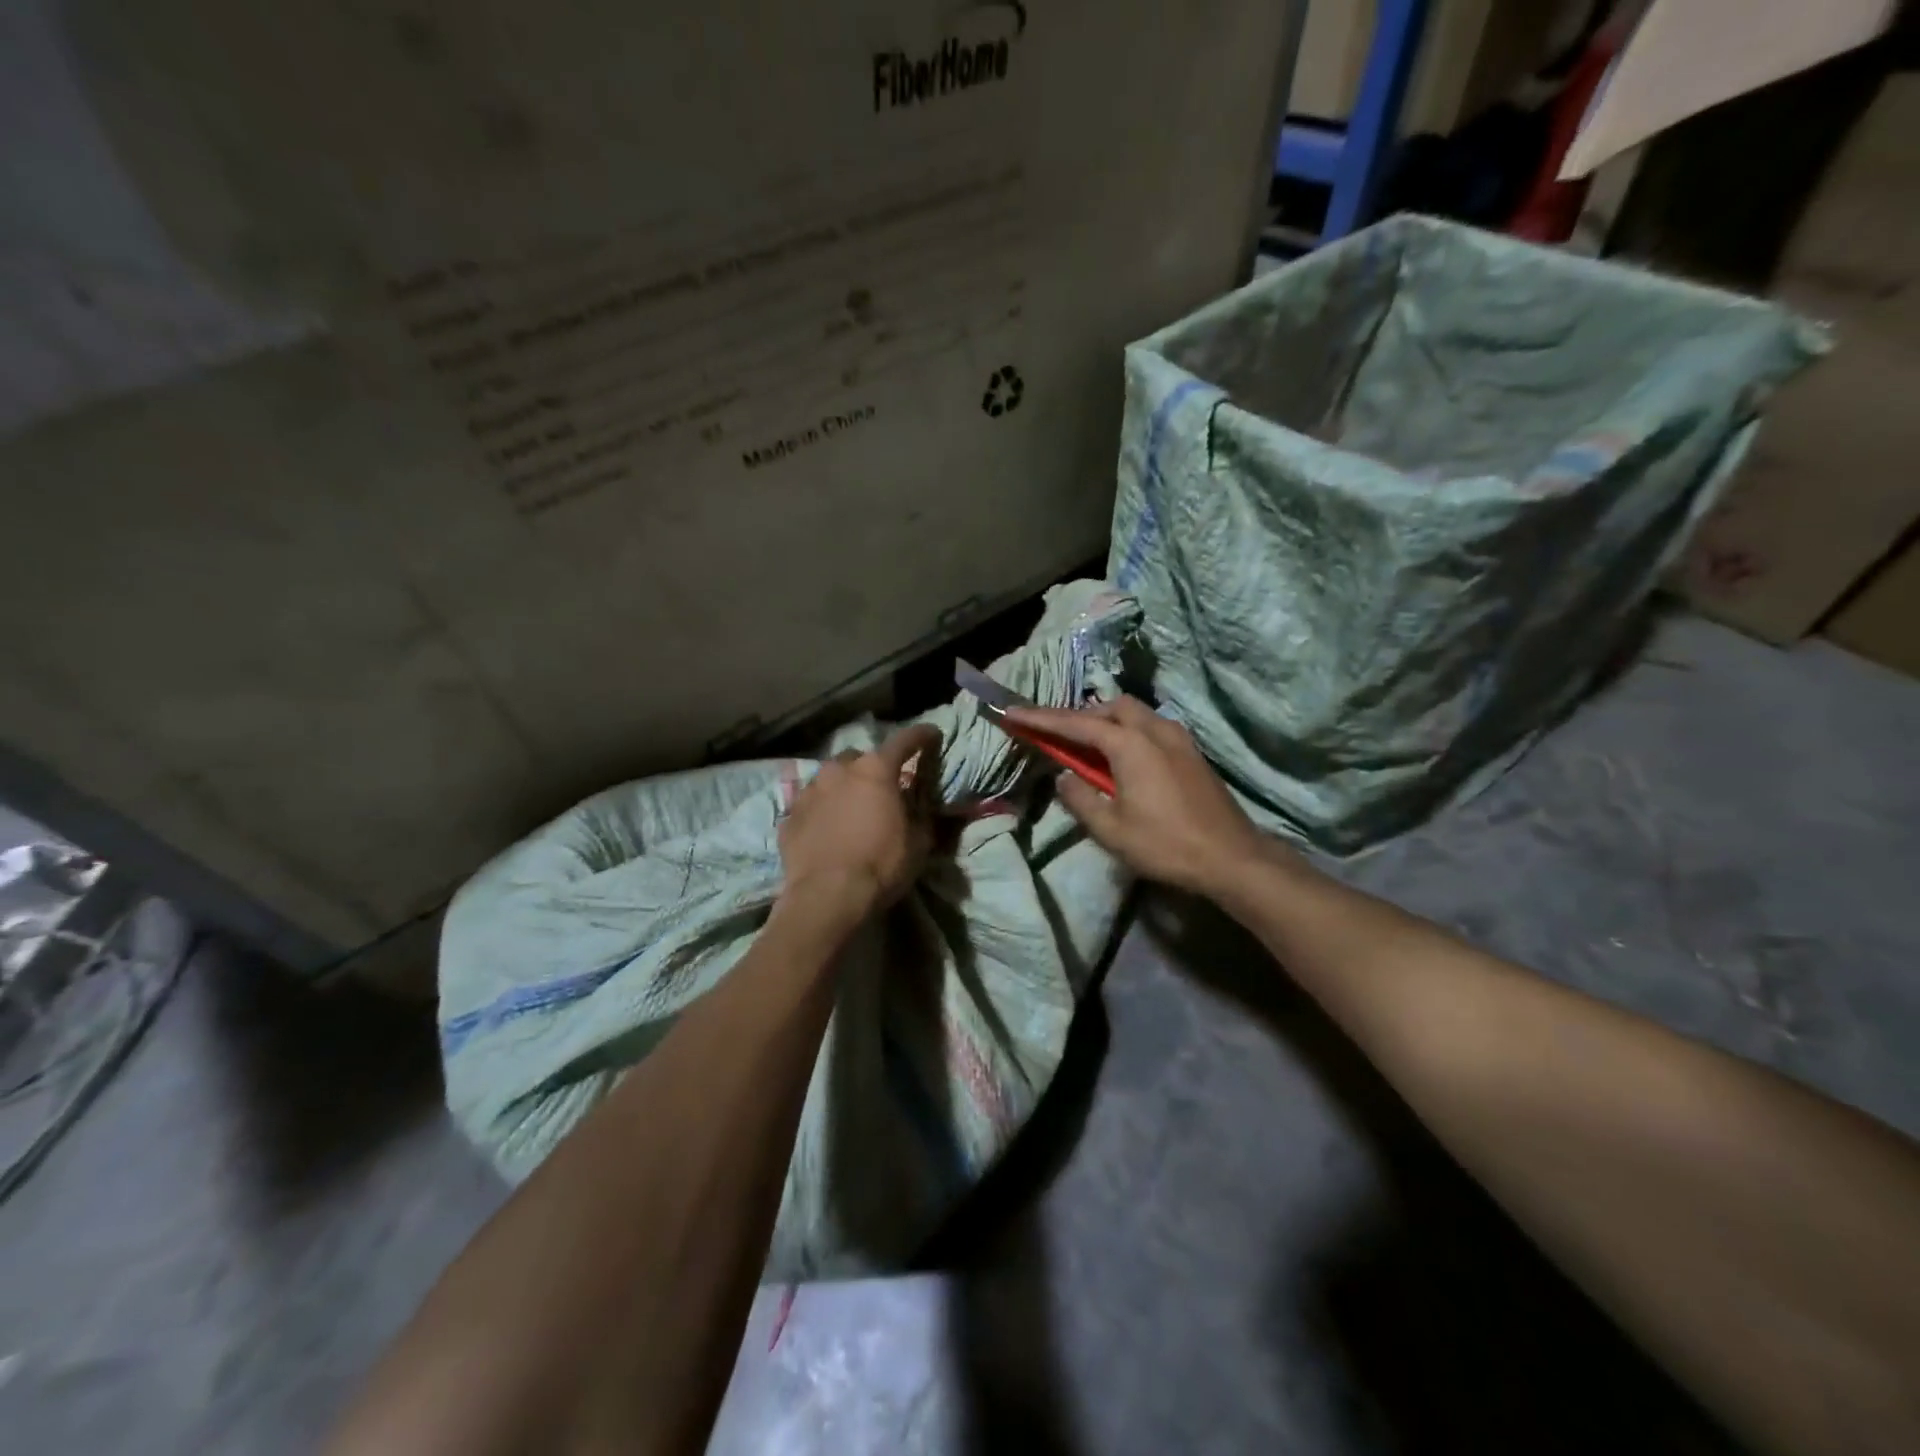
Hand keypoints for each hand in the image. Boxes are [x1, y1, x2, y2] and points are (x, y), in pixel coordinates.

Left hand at [778, 723, 940, 923]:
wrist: (826, 897)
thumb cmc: (881, 865)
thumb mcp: (919, 842)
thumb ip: (921, 815)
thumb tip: (920, 805)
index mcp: (876, 770)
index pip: (904, 740)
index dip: (921, 736)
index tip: (932, 734)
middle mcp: (839, 770)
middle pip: (860, 758)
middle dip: (873, 768)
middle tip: (883, 788)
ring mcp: (809, 791)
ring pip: (830, 778)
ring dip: (844, 787)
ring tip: (851, 809)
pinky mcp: (789, 815)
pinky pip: (811, 805)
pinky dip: (822, 811)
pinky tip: (827, 829)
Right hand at [1008, 697, 1271, 895]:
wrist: (1232, 858)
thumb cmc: (1166, 845)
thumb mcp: (1111, 830)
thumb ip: (1080, 798)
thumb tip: (1063, 777)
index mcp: (1130, 745)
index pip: (1076, 724)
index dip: (1041, 719)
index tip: (1012, 713)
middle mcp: (1155, 730)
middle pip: (1110, 706)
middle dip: (1079, 714)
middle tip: (1056, 734)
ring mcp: (1178, 738)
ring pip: (1134, 713)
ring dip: (1105, 721)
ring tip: (1087, 745)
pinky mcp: (1191, 752)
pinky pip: (1150, 726)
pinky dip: (1127, 731)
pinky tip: (1122, 757)